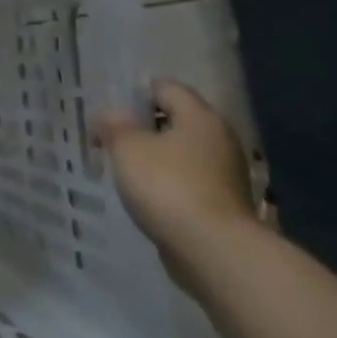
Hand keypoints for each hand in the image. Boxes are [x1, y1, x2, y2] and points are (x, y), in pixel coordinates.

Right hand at [95, 79, 260, 275]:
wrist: (213, 250)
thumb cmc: (167, 186)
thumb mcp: (127, 148)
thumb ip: (114, 125)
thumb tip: (111, 115)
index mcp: (200, 117)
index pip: (166, 87)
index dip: (135, 94)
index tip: (110, 113)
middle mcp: (219, 138)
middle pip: (176, 119)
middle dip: (143, 126)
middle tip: (112, 139)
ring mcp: (226, 172)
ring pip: (182, 151)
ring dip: (155, 155)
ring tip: (125, 169)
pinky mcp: (223, 201)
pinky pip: (189, 178)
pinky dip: (168, 181)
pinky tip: (147, 194)